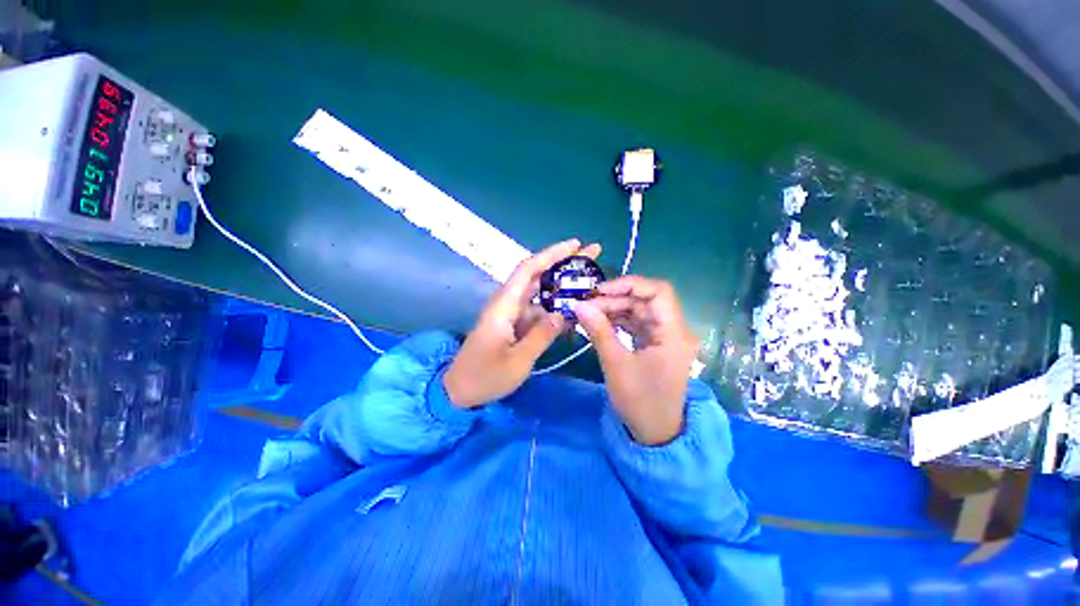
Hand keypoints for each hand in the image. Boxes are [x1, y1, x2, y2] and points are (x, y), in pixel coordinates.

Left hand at [443, 239, 601, 408]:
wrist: (459, 391)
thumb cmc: (484, 377)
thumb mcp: (517, 361)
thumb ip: (541, 336)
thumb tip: (563, 313)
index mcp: (504, 306)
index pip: (528, 269)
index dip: (551, 254)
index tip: (576, 244)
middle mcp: (507, 303)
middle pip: (537, 275)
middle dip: (564, 263)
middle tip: (592, 254)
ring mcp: (511, 313)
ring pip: (540, 292)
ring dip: (562, 285)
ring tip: (589, 281)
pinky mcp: (513, 324)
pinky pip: (537, 310)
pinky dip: (555, 307)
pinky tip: (572, 310)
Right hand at [574, 277, 698, 444]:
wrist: (655, 433)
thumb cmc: (640, 401)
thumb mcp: (616, 364)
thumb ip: (598, 331)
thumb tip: (578, 305)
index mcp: (674, 333)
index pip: (658, 291)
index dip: (629, 284)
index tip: (600, 291)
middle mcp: (674, 330)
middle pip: (645, 300)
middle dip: (615, 299)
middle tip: (586, 305)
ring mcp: (665, 337)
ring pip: (639, 310)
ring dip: (614, 309)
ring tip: (588, 312)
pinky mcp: (655, 344)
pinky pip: (637, 324)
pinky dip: (618, 320)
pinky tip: (599, 321)